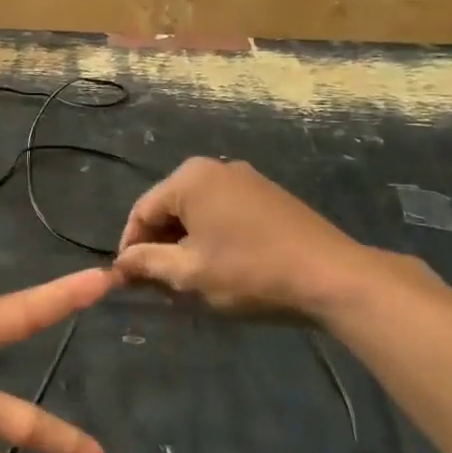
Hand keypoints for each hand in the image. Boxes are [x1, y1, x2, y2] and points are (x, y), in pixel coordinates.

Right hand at [113, 157, 383, 319]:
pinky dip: (210, 238)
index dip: (129, 248)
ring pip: (196, 213)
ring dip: (183, 245)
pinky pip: (223, 213)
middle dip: (157, 246)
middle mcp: (215, 168)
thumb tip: (119, 265)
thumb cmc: (250, 273)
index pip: (141, 212)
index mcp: (190, 179)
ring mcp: (246, 179)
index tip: (126, 281)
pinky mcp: (268, 196)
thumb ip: (146, 264)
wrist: (332, 277)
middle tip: (155, 285)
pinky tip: (217, 267)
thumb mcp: (189, 273)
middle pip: (168, 209)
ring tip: (185, 281)